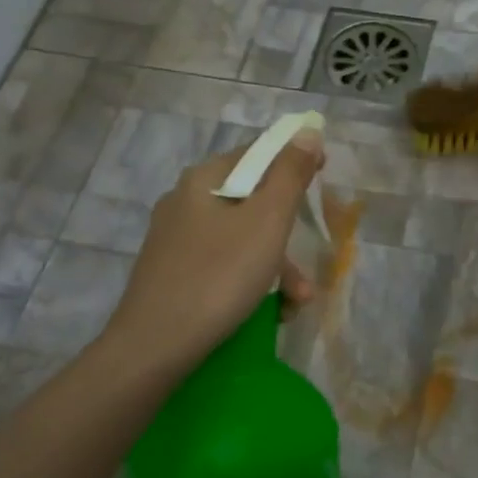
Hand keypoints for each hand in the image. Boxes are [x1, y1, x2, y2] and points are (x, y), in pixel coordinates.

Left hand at [103, 128, 323, 372]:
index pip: (257, 153)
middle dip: (287, 234)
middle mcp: (185, 201)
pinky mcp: (172, 273)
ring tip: (295, 302)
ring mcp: (175, 240)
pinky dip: (249, 282)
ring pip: (240, 239)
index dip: (293, 161)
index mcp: (204, 179)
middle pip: (252, 202)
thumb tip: (306, 131)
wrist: (155, 346)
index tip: (322, 177)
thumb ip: (290, 174)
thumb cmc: (219, 276)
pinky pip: (222, 265)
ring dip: (275, 267)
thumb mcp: (267, 221)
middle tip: (308, 266)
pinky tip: (267, 311)